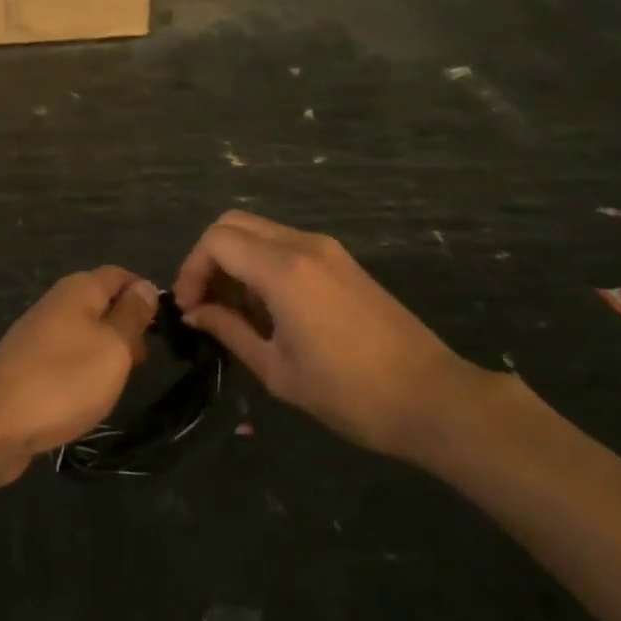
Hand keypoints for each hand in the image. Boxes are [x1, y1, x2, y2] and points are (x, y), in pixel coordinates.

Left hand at [0, 267, 157, 484]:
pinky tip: (88, 396)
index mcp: (78, 289)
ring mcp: (38, 333)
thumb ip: (132, 315)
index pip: (119, 275)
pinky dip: (83, 370)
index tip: (164, 326)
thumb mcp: (113, 347)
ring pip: (85, 331)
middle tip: (143, 362)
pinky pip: (66, 356)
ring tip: (120, 383)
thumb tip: (145, 286)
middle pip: (101, 302)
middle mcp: (56, 302)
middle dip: (127, 326)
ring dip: (106, 352)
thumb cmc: (63, 381)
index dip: (144, 294)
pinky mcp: (27, 364)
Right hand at [173, 211, 495, 463]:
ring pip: (260, 231)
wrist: (432, 397)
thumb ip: (229, 331)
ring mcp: (327, 249)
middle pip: (234, 223)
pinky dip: (262, 263)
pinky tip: (267, 307)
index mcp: (283, 269)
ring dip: (236, 260)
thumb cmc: (349, 393)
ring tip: (233, 310)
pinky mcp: (342, 261)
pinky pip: (286, 245)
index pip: (216, 241)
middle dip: (208, 258)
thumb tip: (196, 313)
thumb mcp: (277, 370)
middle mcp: (303, 244)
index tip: (189, 308)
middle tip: (204, 302)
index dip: (191, 269)